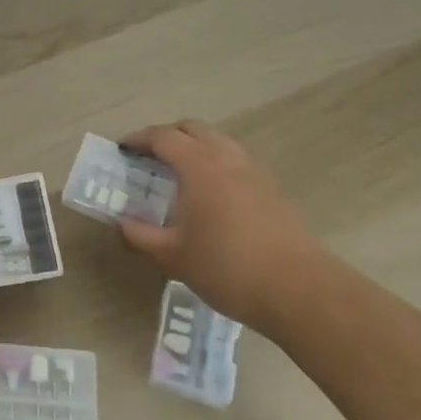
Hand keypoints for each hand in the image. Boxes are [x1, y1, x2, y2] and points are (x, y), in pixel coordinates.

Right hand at [116, 121, 328, 327]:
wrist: (298, 289)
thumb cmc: (227, 267)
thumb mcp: (173, 257)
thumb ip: (142, 236)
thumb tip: (124, 223)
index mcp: (199, 167)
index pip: (163, 137)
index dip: (139, 139)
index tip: (122, 149)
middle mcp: (227, 159)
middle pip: (193, 129)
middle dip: (167, 137)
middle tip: (149, 157)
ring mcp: (255, 172)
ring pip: (219, 142)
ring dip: (195, 148)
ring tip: (180, 174)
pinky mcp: (273, 190)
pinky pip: (237, 162)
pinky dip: (217, 165)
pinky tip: (212, 196)